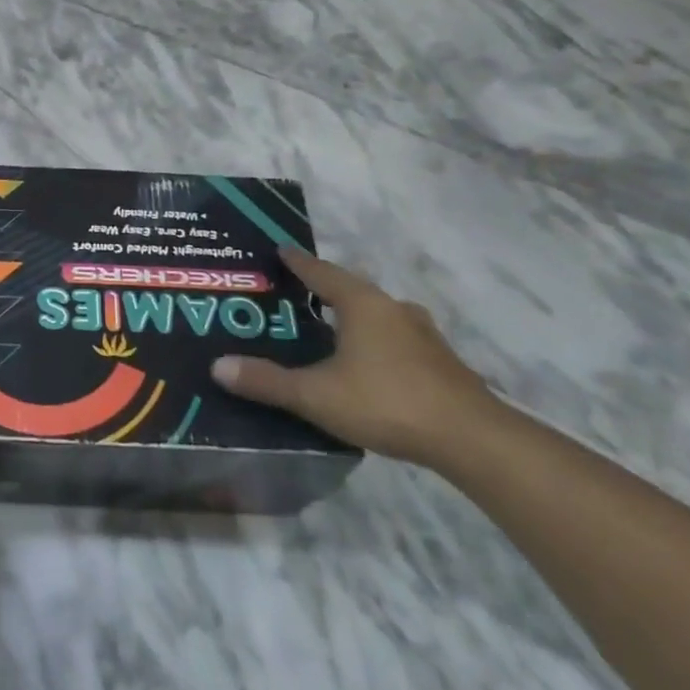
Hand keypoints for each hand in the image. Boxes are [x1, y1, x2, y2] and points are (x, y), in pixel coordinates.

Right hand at [211, 246, 495, 465]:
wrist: (472, 439)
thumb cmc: (386, 402)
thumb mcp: (316, 395)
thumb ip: (267, 381)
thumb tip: (217, 366)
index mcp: (362, 304)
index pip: (321, 271)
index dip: (297, 261)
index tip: (279, 250)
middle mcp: (393, 308)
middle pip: (350, 290)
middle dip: (322, 291)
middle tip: (293, 298)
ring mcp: (422, 334)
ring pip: (377, 316)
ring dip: (352, 318)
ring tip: (326, 332)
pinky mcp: (440, 362)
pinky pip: (395, 339)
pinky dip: (374, 342)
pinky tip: (364, 365)